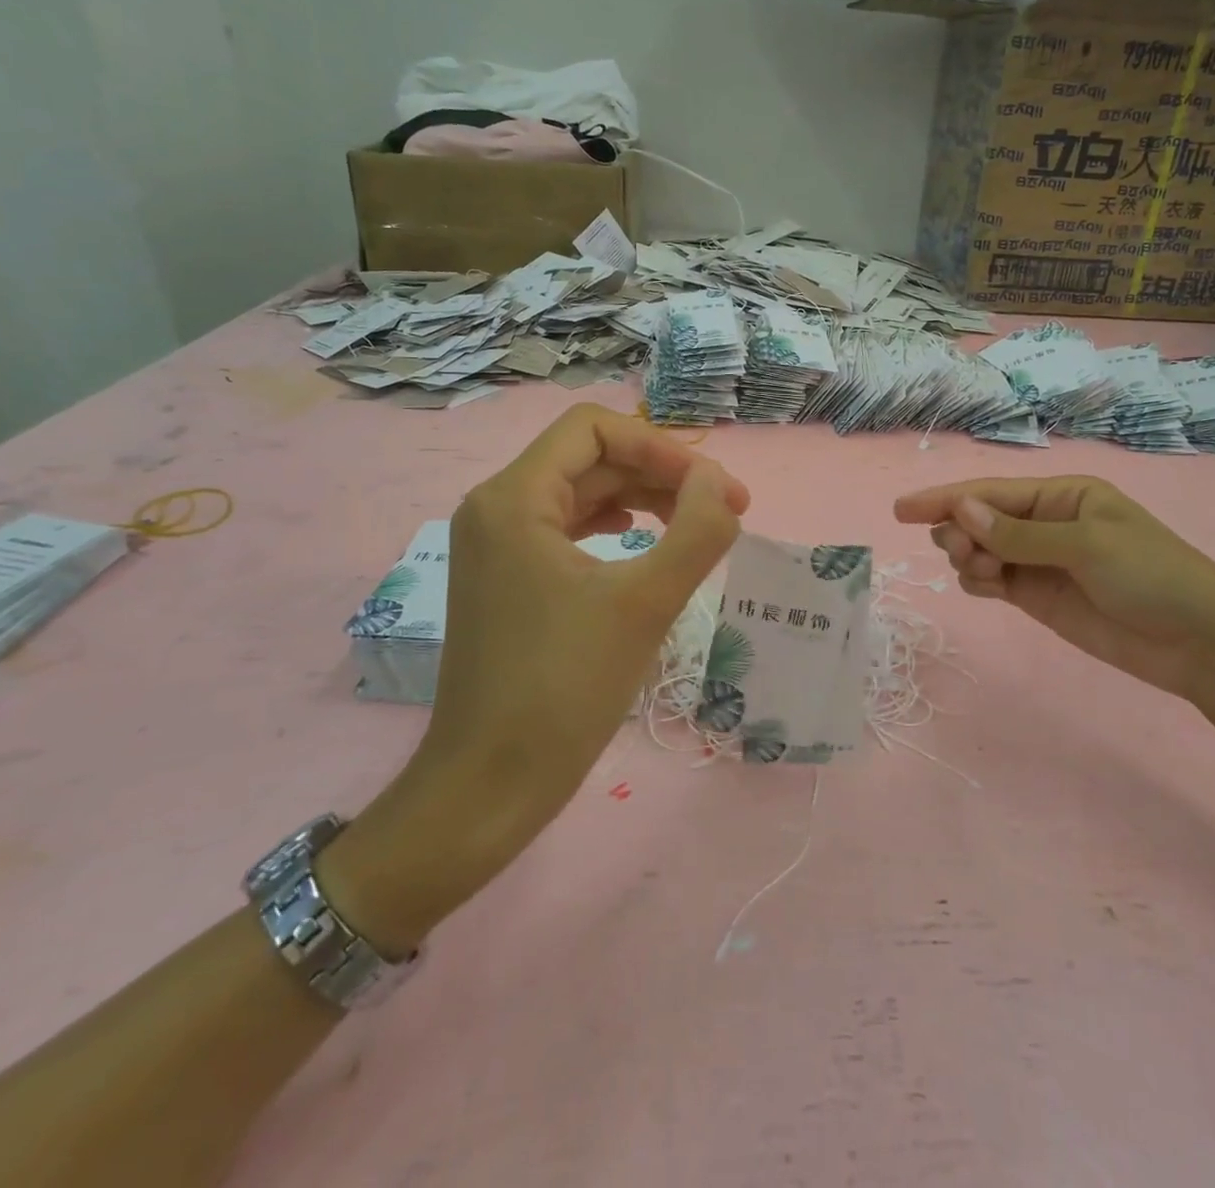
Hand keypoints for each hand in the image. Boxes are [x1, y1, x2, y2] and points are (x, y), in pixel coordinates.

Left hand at [321, 405, 748, 954]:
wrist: (489, 786)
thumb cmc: (564, 690)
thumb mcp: (645, 604)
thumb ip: (696, 530)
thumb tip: (720, 483)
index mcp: (514, 498)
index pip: (594, 429)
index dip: (662, 447)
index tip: (715, 489)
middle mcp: (497, 508)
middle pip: (590, 458)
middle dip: (661, 474)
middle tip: (725, 510)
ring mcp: (498, 545)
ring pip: (582, 493)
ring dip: (643, 499)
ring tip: (697, 526)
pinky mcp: (507, 580)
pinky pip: (569, 529)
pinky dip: (615, 527)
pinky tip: (645, 544)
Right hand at [894, 476, 1214, 707]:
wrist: (1202, 644)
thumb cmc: (1153, 577)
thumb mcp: (1087, 545)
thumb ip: (1018, 533)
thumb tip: (961, 510)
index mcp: (1063, 495)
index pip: (990, 492)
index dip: (944, 498)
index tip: (901, 509)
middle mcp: (1046, 523)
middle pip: (979, 519)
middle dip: (959, 530)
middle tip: (962, 553)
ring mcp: (1041, 562)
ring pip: (980, 550)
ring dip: (969, 557)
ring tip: (982, 575)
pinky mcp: (1039, 597)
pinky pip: (992, 580)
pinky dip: (977, 581)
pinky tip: (982, 586)